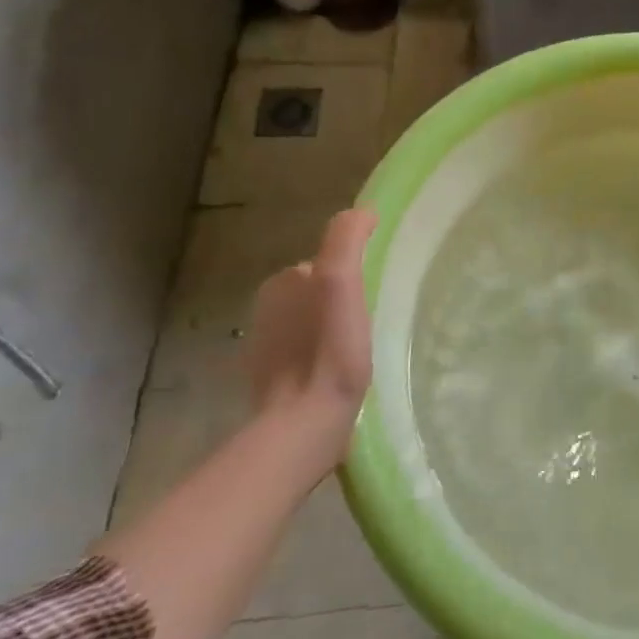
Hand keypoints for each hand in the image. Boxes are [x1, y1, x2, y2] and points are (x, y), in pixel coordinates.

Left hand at [246, 210, 376, 452]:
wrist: (304, 425)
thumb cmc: (328, 349)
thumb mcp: (340, 279)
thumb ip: (347, 239)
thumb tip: (364, 212)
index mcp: (279, 285)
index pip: (324, 265)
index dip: (351, 274)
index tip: (374, 292)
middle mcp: (265, 312)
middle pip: (318, 294)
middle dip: (341, 302)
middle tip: (373, 322)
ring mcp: (265, 352)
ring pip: (312, 326)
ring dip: (333, 332)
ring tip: (362, 351)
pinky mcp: (273, 387)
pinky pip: (306, 357)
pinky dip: (322, 360)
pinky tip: (343, 375)